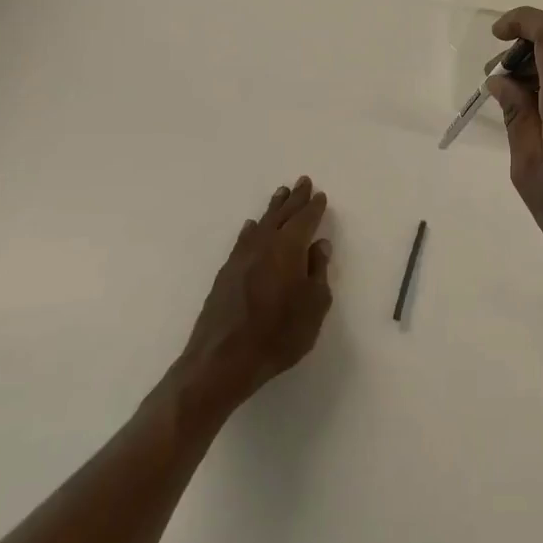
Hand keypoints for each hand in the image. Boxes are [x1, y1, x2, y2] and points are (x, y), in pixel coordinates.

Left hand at [178, 177, 332, 410]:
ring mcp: (241, 258)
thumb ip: (318, 272)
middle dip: (294, 199)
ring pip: (260, 224)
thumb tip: (319, 245)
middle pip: (281, 215)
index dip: (314, 208)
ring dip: (273, 208)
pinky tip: (250, 227)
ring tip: (281, 194)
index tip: (320, 195)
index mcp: (289, 248)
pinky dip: (251, 229)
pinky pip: (243, 240)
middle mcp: (263, 245)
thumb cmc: (279, 334)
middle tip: (302, 182)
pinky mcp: (226, 273)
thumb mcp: (314, 306)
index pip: (305, 220)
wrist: (222, 360)